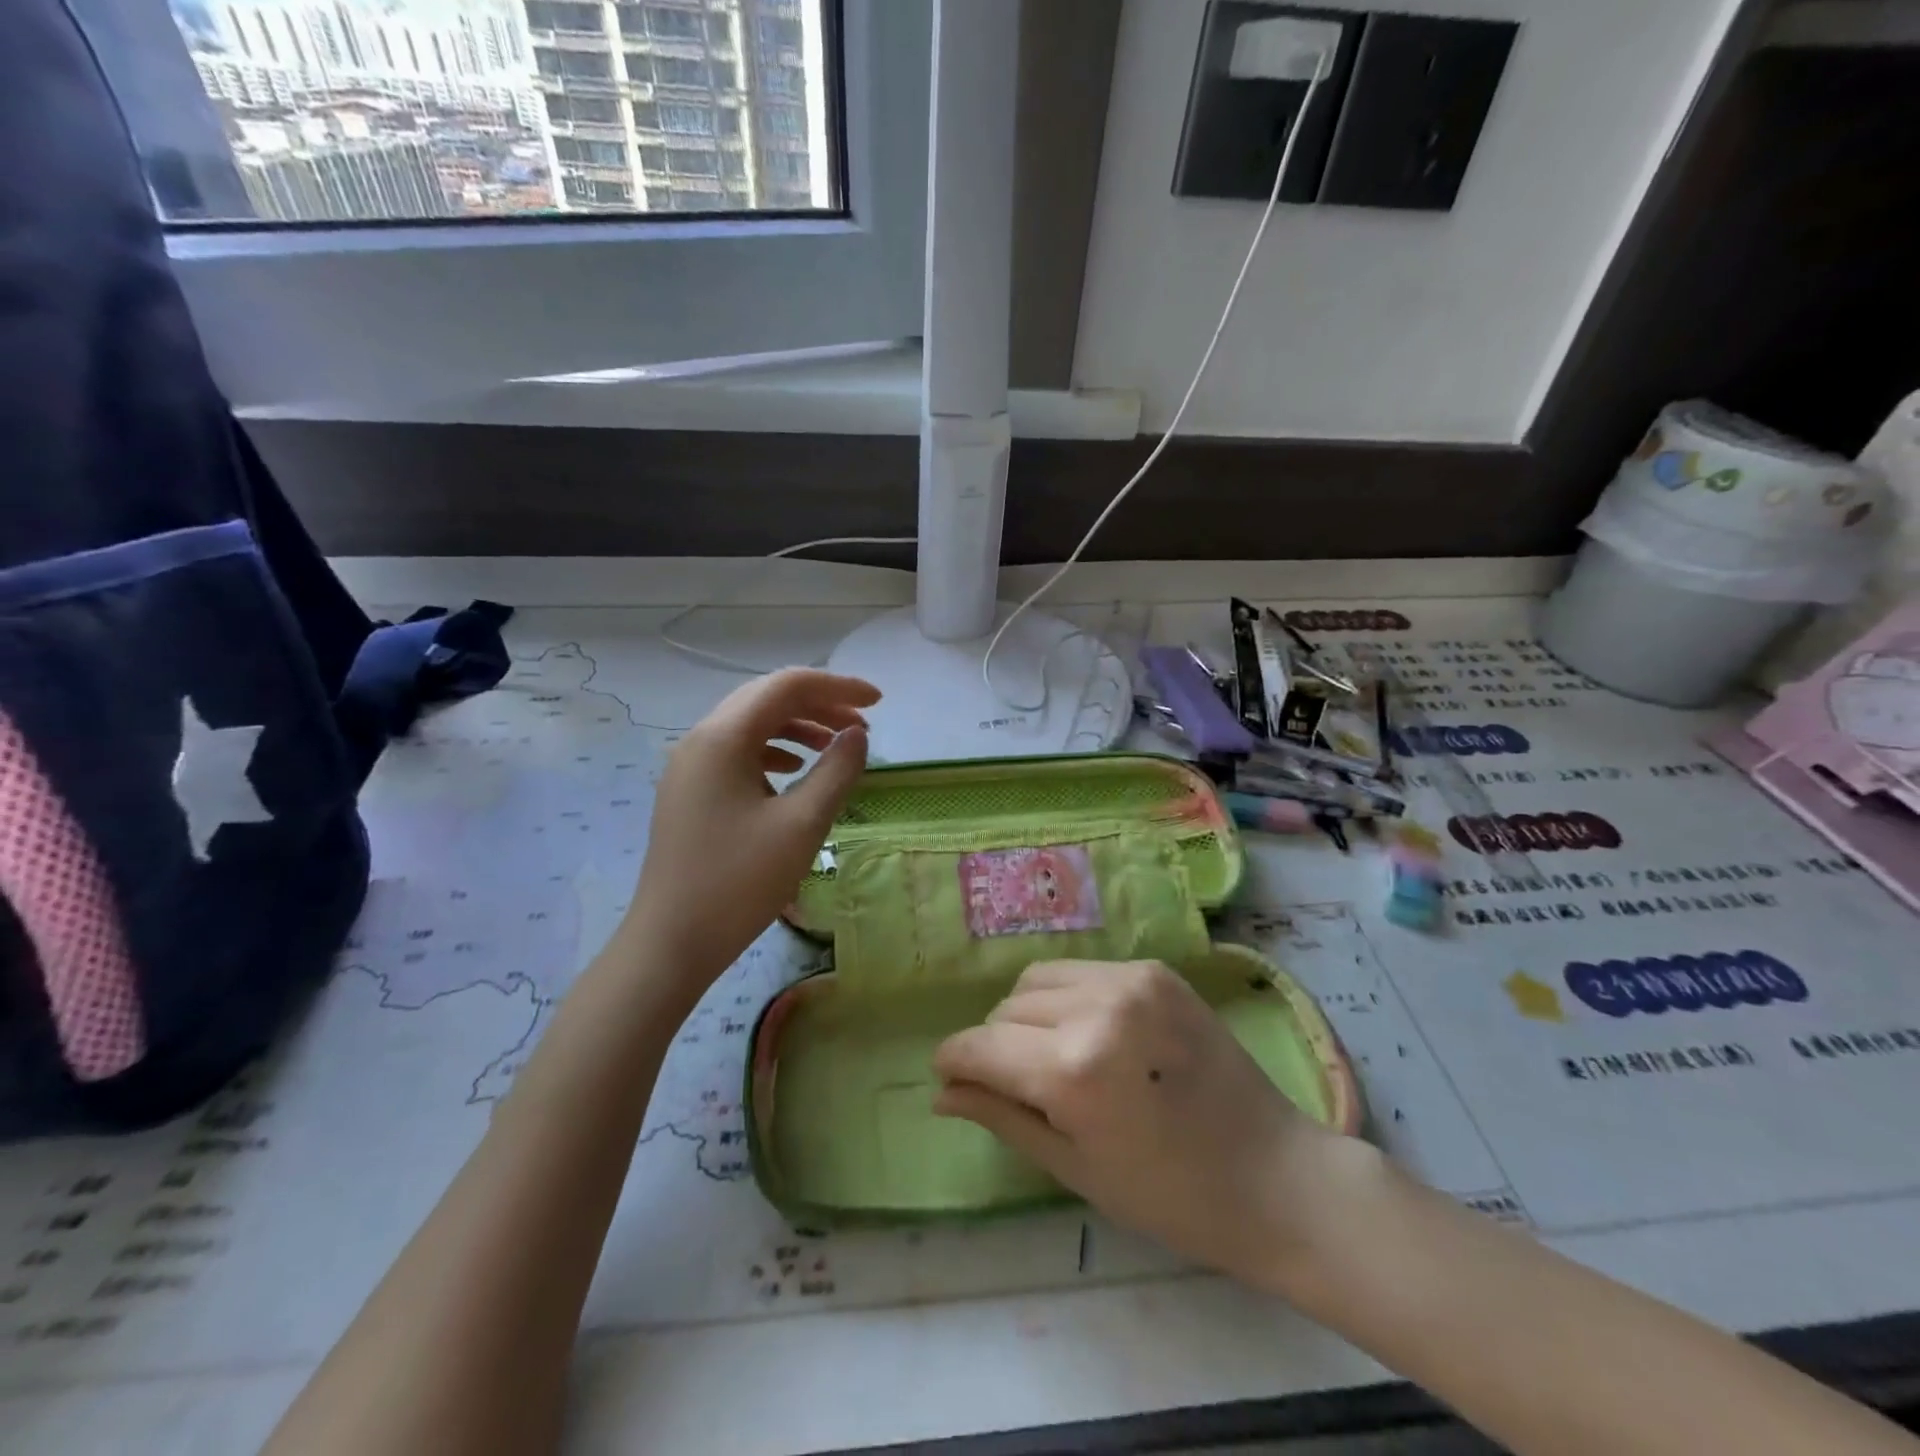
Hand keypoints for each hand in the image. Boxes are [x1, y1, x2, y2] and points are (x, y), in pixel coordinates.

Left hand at [626, 668, 877, 995]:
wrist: (672, 942)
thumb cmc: (739, 883)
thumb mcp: (801, 825)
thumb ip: (836, 771)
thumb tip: (857, 735)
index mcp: (723, 737)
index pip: (787, 686)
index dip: (838, 687)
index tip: (879, 703)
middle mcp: (700, 739)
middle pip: (767, 699)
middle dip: (819, 704)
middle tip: (863, 726)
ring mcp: (690, 766)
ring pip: (751, 725)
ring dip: (798, 727)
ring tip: (836, 747)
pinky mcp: (689, 791)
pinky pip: (737, 752)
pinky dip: (773, 750)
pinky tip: (793, 770)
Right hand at [932, 960, 1350, 1291]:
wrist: (1273, 1175)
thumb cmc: (1169, 1196)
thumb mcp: (1073, 1167)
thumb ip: (1001, 1116)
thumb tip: (942, 1092)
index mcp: (1071, 1070)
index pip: (980, 1044)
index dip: (954, 1060)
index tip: (949, 1075)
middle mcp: (1095, 1008)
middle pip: (1007, 1008)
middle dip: (996, 1043)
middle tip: (1020, 1083)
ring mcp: (1129, 980)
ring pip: (1039, 979)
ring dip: (1029, 1013)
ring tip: (1056, 1053)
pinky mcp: (1154, 969)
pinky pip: (1083, 971)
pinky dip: (1070, 998)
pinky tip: (1096, 1033)